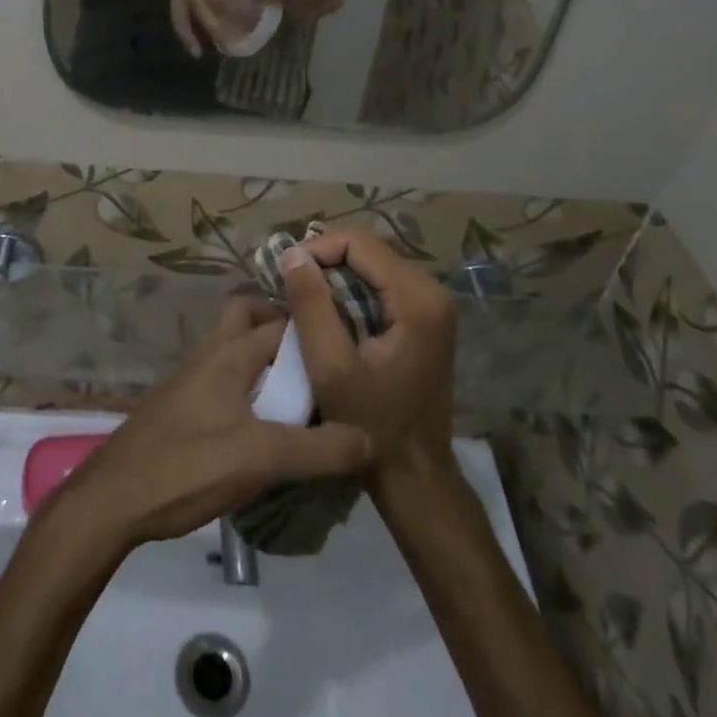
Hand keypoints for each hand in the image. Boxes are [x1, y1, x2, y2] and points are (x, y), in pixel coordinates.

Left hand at [53, 298, 373, 550]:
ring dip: (264, 361)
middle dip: (281, 328)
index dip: (314, 327)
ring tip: (304, 395)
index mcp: (228, 353)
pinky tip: (267, 426)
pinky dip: (248, 388)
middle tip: (318, 359)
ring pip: (233, 350)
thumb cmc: (188, 464)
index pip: (280, 322)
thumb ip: (319, 449)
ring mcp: (191, 380)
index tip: (349, 343)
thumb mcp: (262, 458)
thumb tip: (371, 437)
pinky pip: (224, 381)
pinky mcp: (182, 408)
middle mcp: (209, 355)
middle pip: (246, 318)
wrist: (114, 497)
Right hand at [281, 226, 458, 494]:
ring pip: (371, 264)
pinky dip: (349, 289)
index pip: (358, 242)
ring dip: (333, 274)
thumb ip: (311, 305)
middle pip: (367, 249)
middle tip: (289, 285)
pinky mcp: (425, 317)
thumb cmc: (372, 424)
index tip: (285, 273)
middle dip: (323, 260)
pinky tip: (327, 312)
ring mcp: (432, 304)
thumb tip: (292, 253)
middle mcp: (432, 290)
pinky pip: (380, 284)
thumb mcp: (330, 367)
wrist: (416, 474)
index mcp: (417, 298)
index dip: (316, 248)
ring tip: (301, 297)